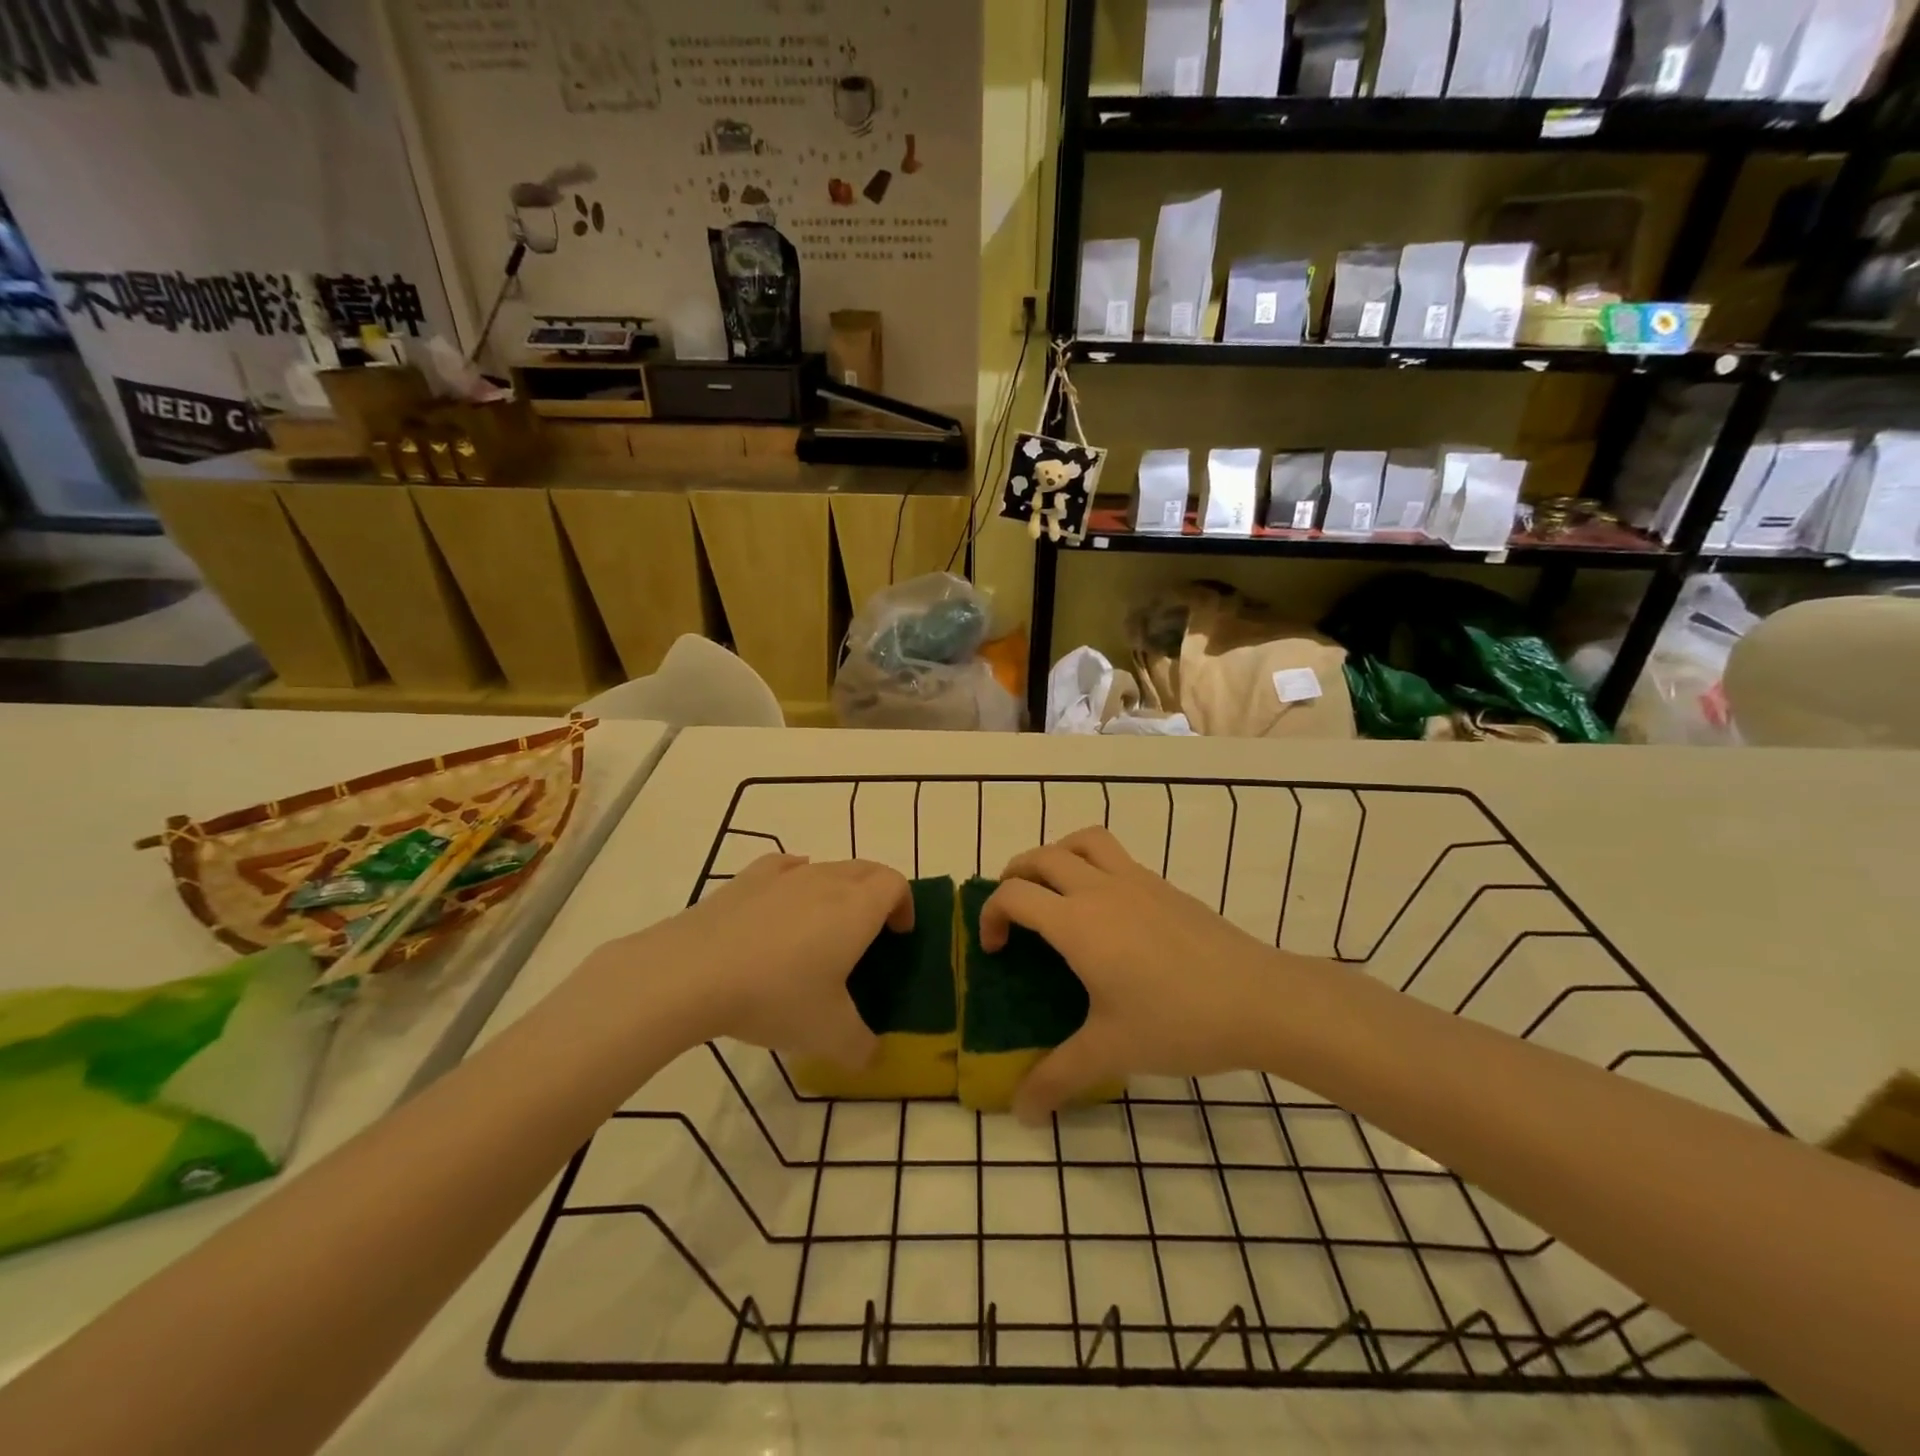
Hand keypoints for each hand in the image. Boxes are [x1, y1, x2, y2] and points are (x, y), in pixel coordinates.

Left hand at [597, 854, 911, 1069]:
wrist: (691, 973)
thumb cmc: (775, 996)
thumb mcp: (828, 1036)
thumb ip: (862, 1048)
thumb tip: (873, 1057)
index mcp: (857, 908)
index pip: (895, 884)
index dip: (904, 904)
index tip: (898, 935)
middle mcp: (826, 880)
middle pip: (865, 869)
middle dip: (877, 894)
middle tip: (869, 932)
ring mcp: (784, 875)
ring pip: (826, 868)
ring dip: (837, 889)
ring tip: (822, 928)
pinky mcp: (746, 879)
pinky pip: (785, 868)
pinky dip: (796, 880)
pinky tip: (783, 906)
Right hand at [982, 827, 1285, 1121]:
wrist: (1260, 999)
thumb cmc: (1178, 1022)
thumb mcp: (1111, 1052)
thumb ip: (1057, 1078)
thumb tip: (1021, 1113)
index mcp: (1077, 922)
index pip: (1013, 894)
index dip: (990, 914)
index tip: (995, 950)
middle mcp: (1101, 889)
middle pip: (1041, 856)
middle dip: (1014, 876)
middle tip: (1014, 913)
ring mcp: (1137, 881)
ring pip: (1083, 841)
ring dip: (1056, 854)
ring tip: (1054, 889)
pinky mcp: (1165, 886)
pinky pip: (1116, 856)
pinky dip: (1093, 865)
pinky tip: (1107, 912)